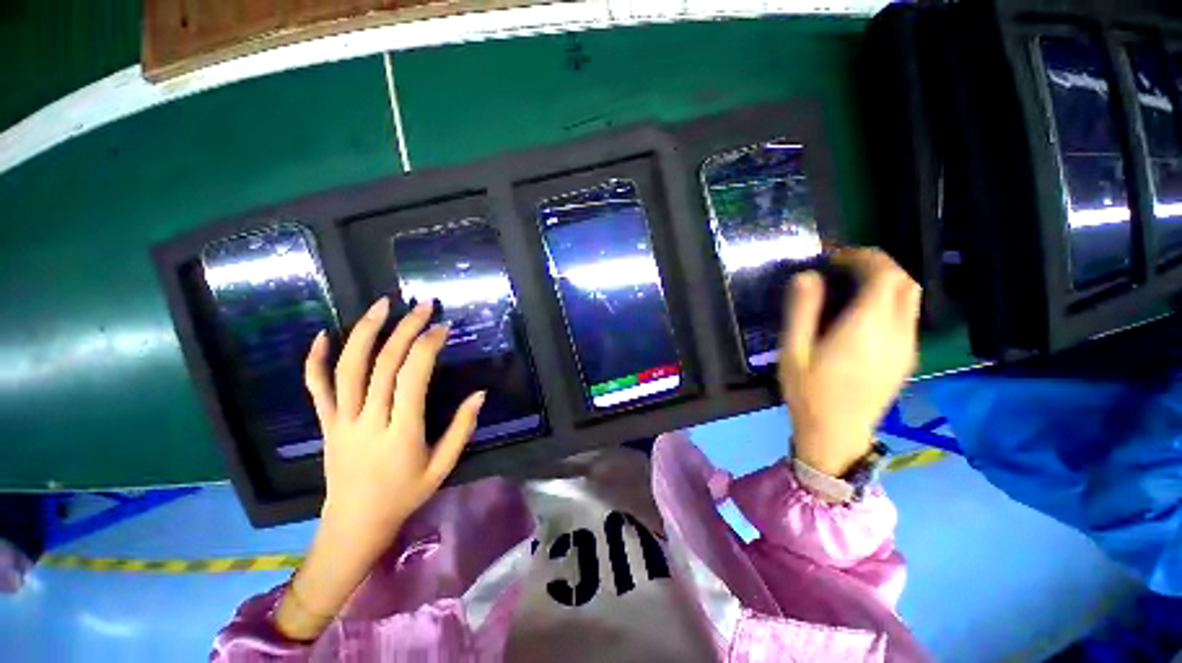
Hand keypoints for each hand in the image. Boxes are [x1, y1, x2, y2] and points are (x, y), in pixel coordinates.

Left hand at [305, 297, 484, 550]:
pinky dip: (315, 359)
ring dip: (365, 332)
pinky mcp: (326, 423)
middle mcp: (368, 420)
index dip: (427, 347)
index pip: (412, 378)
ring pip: (347, 368)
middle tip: (423, 306)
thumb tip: (480, 393)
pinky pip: (316, 387)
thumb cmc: (404, 495)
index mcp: (401, 432)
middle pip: (383, 364)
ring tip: (382, 305)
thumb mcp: (442, 466)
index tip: (442, 328)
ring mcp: (341, 420)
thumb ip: (462, 428)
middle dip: (405, 329)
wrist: (354, 524)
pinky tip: (324, 334)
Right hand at [778, 248, 919, 477]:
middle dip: (878, 265)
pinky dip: (890, 301)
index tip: (835, 258)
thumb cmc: (809, 392)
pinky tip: (863, 313)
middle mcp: (895, 332)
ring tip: (853, 286)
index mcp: (866, 327)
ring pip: (911, 297)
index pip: (884, 274)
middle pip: (904, 281)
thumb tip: (807, 275)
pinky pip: (907, 316)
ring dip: (886, 281)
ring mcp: (906, 346)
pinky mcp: (906, 357)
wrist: (836, 434)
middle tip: (843, 268)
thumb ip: (802, 311)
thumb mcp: (794, 351)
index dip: (863, 257)